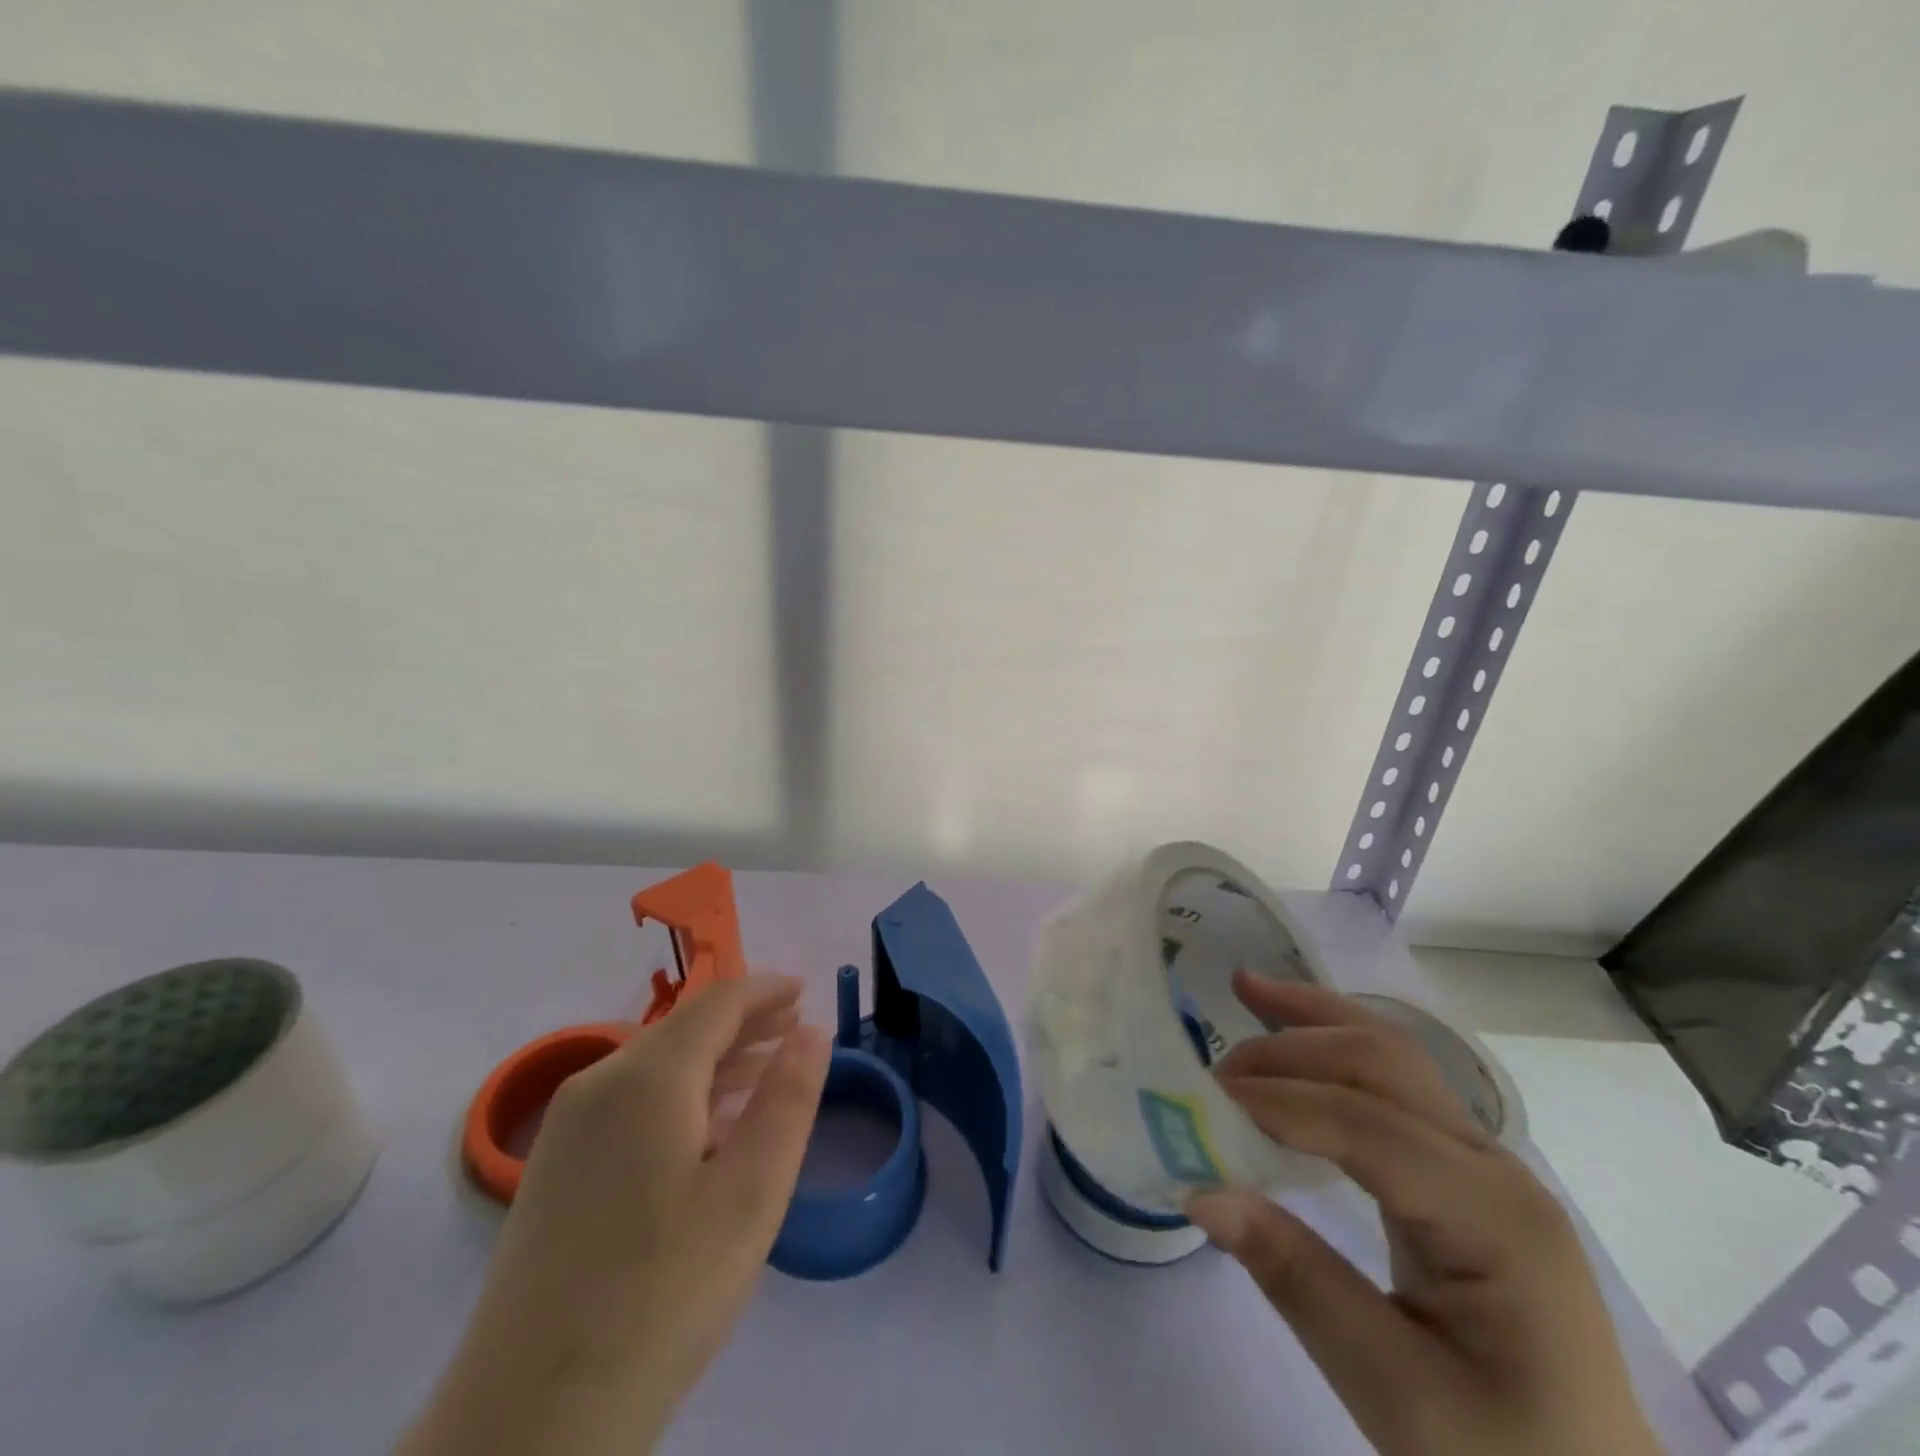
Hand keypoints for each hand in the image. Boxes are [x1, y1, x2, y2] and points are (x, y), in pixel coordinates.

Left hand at [400, 976, 830, 1455]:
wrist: (529, 1424)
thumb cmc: (662, 1295)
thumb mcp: (751, 1193)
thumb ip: (789, 1099)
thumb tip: (812, 1031)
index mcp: (647, 1077)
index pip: (717, 1003)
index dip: (766, 990)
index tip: (807, 991)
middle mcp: (599, 1083)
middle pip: (685, 1029)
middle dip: (745, 1024)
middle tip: (796, 1030)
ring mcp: (568, 1128)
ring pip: (657, 1065)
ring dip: (716, 1060)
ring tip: (766, 1070)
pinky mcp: (554, 1170)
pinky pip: (631, 1102)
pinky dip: (682, 1094)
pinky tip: (709, 1128)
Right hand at [1186, 974, 1662, 1455]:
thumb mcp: (1398, 1396)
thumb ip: (1300, 1284)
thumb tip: (1202, 1191)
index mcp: (1495, 1217)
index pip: (1370, 1125)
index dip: (1283, 1102)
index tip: (1206, 1098)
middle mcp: (1495, 1167)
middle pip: (1387, 1064)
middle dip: (1295, 1046)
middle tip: (1216, 1063)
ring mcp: (1485, 1163)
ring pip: (1394, 1056)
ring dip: (1317, 1020)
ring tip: (1249, 989)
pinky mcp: (1463, 1173)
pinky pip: (1394, 1088)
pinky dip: (1336, 1048)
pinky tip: (1299, 1040)